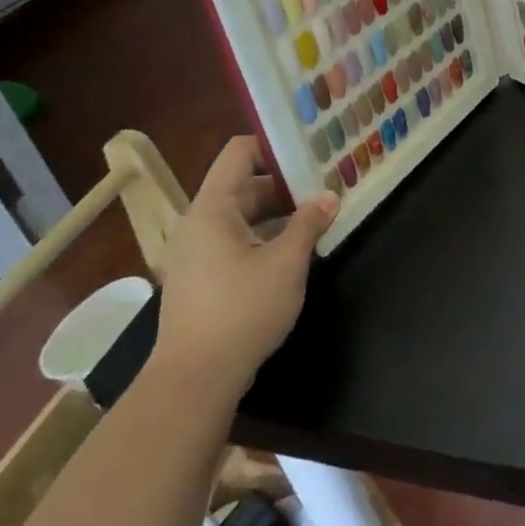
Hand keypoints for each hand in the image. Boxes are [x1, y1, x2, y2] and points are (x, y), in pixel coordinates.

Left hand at [150, 137, 338, 396]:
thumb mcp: (286, 263)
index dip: (274, 145)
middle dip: (286, 185)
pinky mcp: (201, 279)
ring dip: (279, 214)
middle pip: (244, 185)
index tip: (310, 150)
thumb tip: (329, 196)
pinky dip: (264, 237)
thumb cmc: (242, 310)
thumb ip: (309, 224)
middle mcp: (199, 223)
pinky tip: (296, 251)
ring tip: (319, 216)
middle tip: (326, 185)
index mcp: (212, 209)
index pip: (239, 153)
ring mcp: (197, 253)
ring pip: (242, 217)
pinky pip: (236, 242)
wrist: (195, 380)